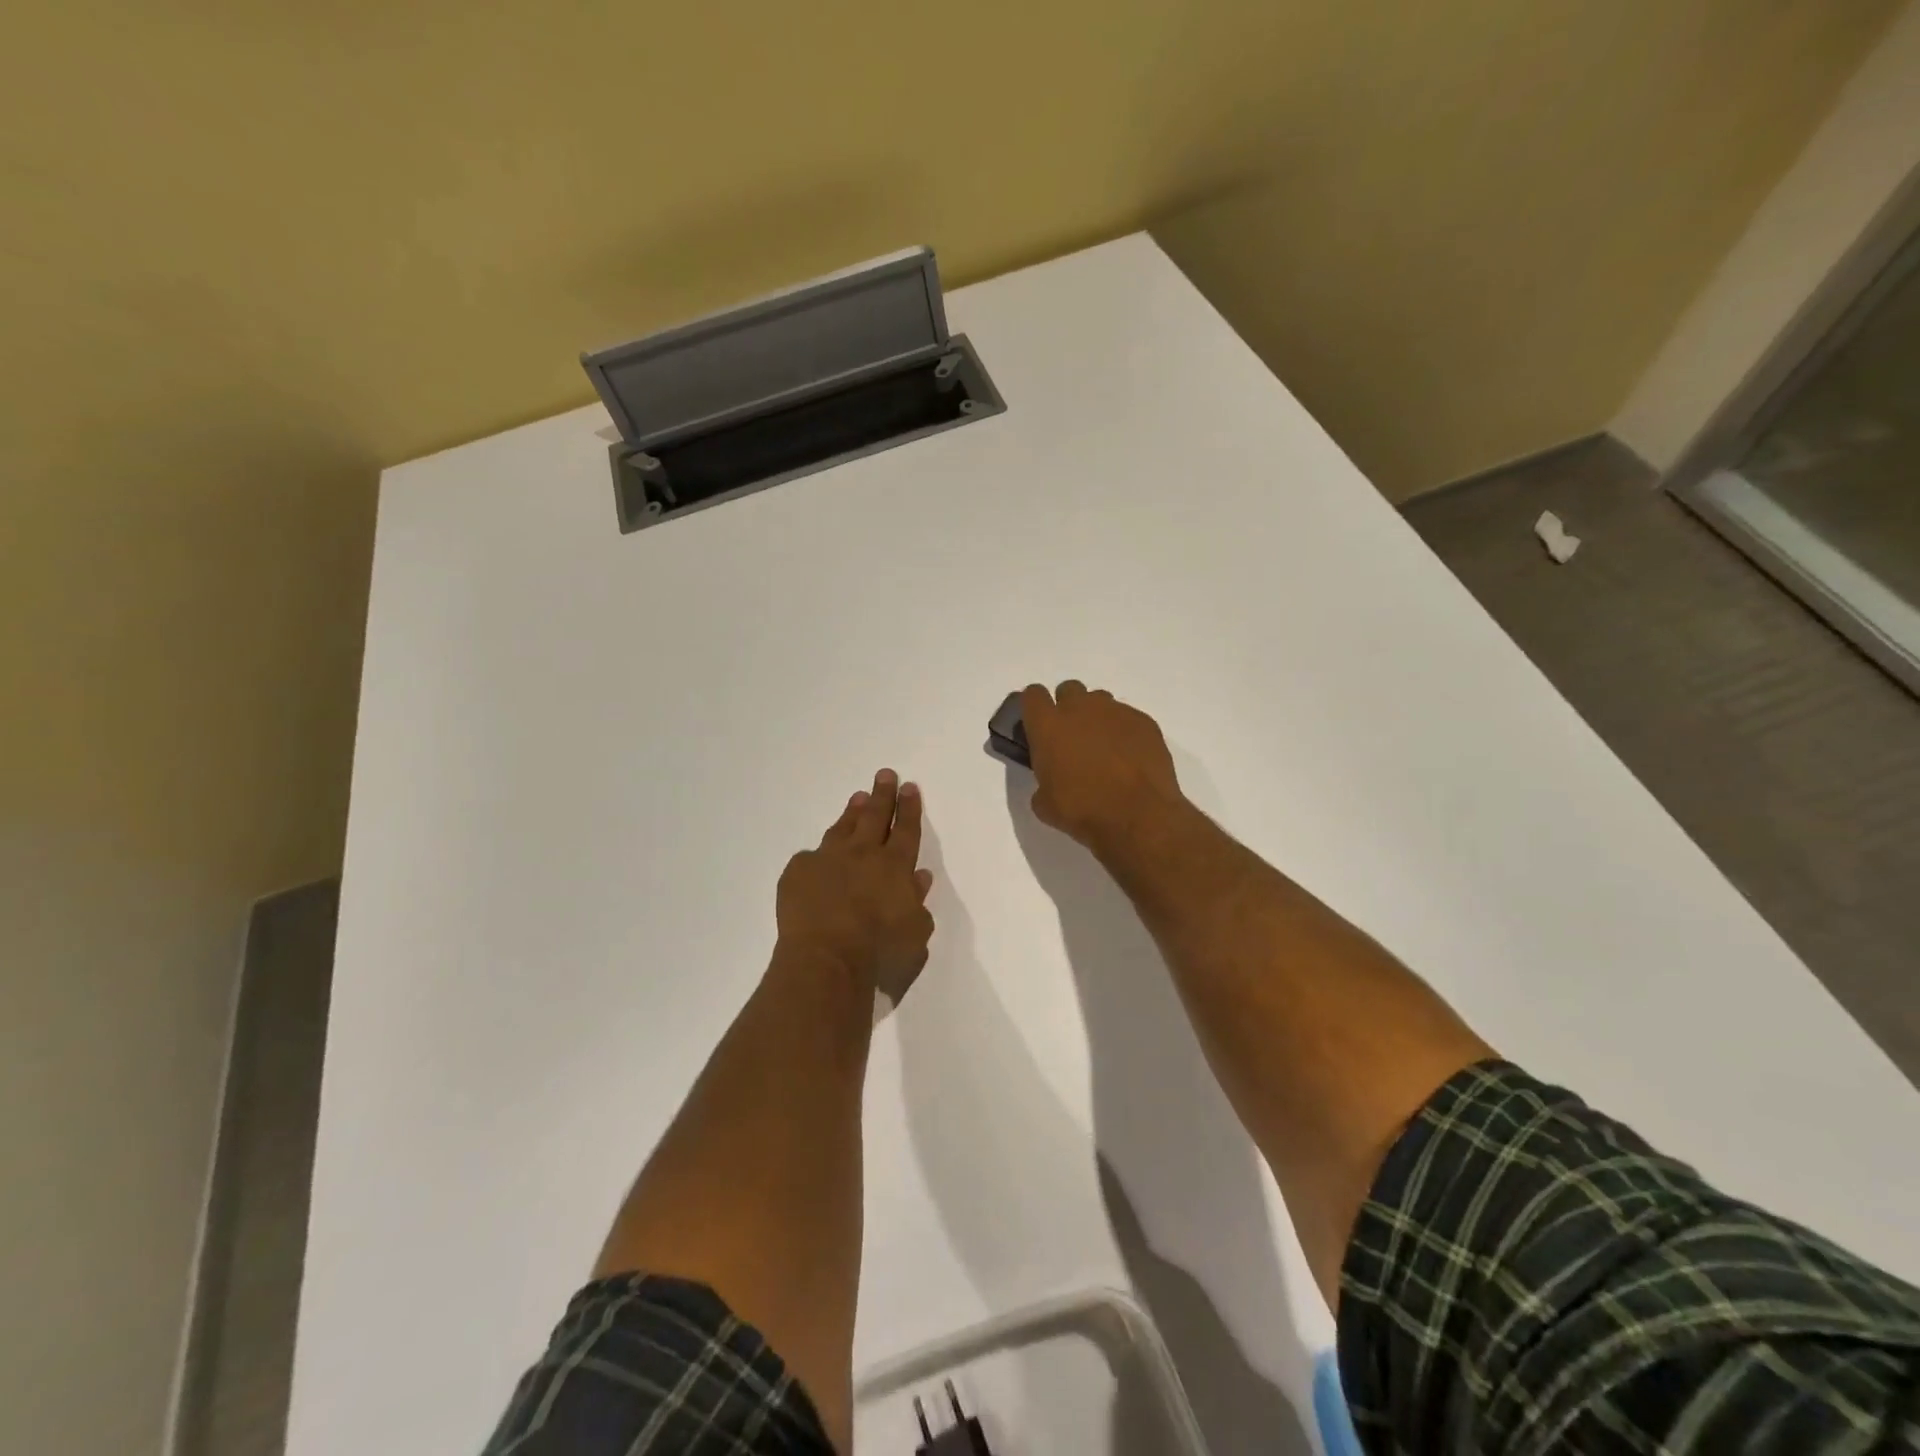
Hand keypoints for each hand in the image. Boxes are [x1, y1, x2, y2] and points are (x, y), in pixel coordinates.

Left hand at [776, 769, 935, 1004]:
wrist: (824, 961)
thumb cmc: (879, 954)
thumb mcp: (915, 935)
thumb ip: (918, 902)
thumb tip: (918, 877)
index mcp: (895, 867)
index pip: (906, 830)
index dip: (909, 808)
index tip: (909, 787)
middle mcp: (863, 855)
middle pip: (875, 817)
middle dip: (883, 795)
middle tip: (885, 775)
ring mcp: (827, 859)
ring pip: (843, 828)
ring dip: (852, 812)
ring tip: (857, 798)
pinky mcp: (798, 873)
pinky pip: (811, 857)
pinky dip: (819, 855)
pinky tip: (818, 855)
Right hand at [1020, 682, 1182, 853]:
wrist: (1138, 816)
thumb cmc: (1083, 811)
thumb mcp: (1046, 805)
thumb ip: (1042, 783)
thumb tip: (1051, 784)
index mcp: (1048, 726)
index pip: (1033, 695)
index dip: (1034, 709)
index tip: (1038, 726)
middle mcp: (1080, 709)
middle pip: (1068, 690)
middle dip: (1068, 708)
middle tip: (1072, 738)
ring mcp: (1116, 712)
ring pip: (1100, 701)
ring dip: (1096, 718)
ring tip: (1103, 749)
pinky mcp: (1144, 722)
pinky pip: (1128, 718)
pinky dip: (1124, 732)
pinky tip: (1129, 758)